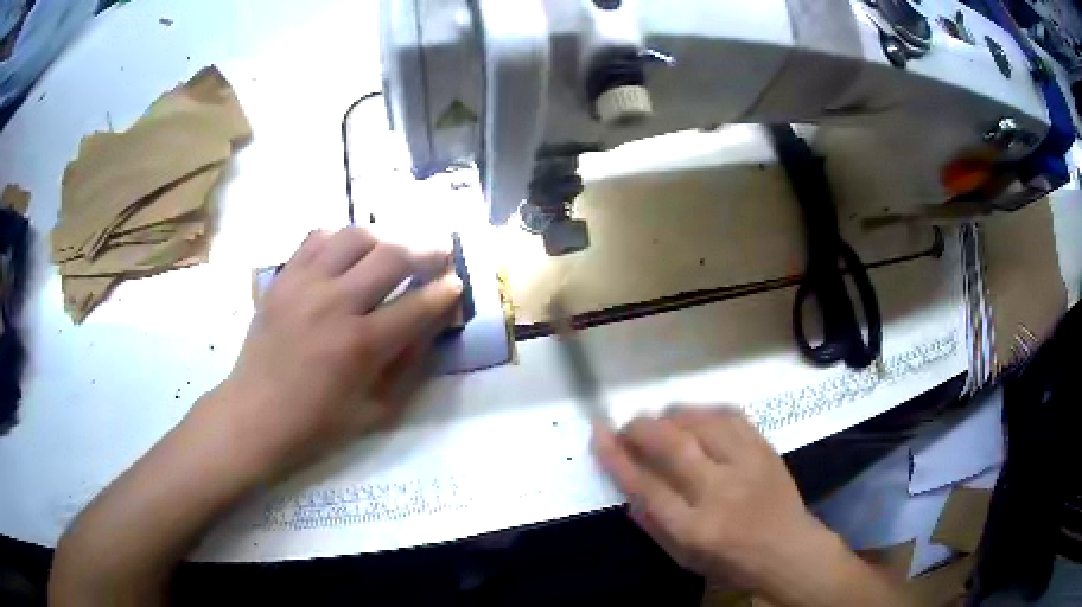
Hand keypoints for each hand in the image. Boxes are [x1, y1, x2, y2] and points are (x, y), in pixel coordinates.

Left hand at [210, 227, 461, 476]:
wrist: (255, 414)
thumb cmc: (317, 423)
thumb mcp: (376, 410)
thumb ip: (408, 365)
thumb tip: (430, 325)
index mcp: (361, 345)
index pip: (418, 305)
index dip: (445, 291)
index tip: (456, 283)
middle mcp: (335, 304)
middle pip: (392, 256)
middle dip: (426, 251)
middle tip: (440, 252)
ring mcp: (304, 285)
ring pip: (355, 236)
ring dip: (383, 238)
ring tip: (392, 250)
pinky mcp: (283, 278)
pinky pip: (316, 238)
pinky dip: (339, 238)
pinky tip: (347, 253)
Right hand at [592, 407, 829, 589]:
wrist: (788, 549)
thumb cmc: (731, 561)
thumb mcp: (683, 558)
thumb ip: (652, 525)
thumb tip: (627, 488)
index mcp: (695, 528)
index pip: (646, 485)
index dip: (617, 457)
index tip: (599, 434)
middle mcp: (720, 492)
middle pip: (673, 446)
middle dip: (641, 428)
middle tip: (627, 427)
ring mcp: (747, 465)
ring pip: (702, 422)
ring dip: (672, 415)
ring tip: (659, 420)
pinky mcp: (765, 448)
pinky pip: (731, 415)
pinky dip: (705, 410)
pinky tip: (694, 416)